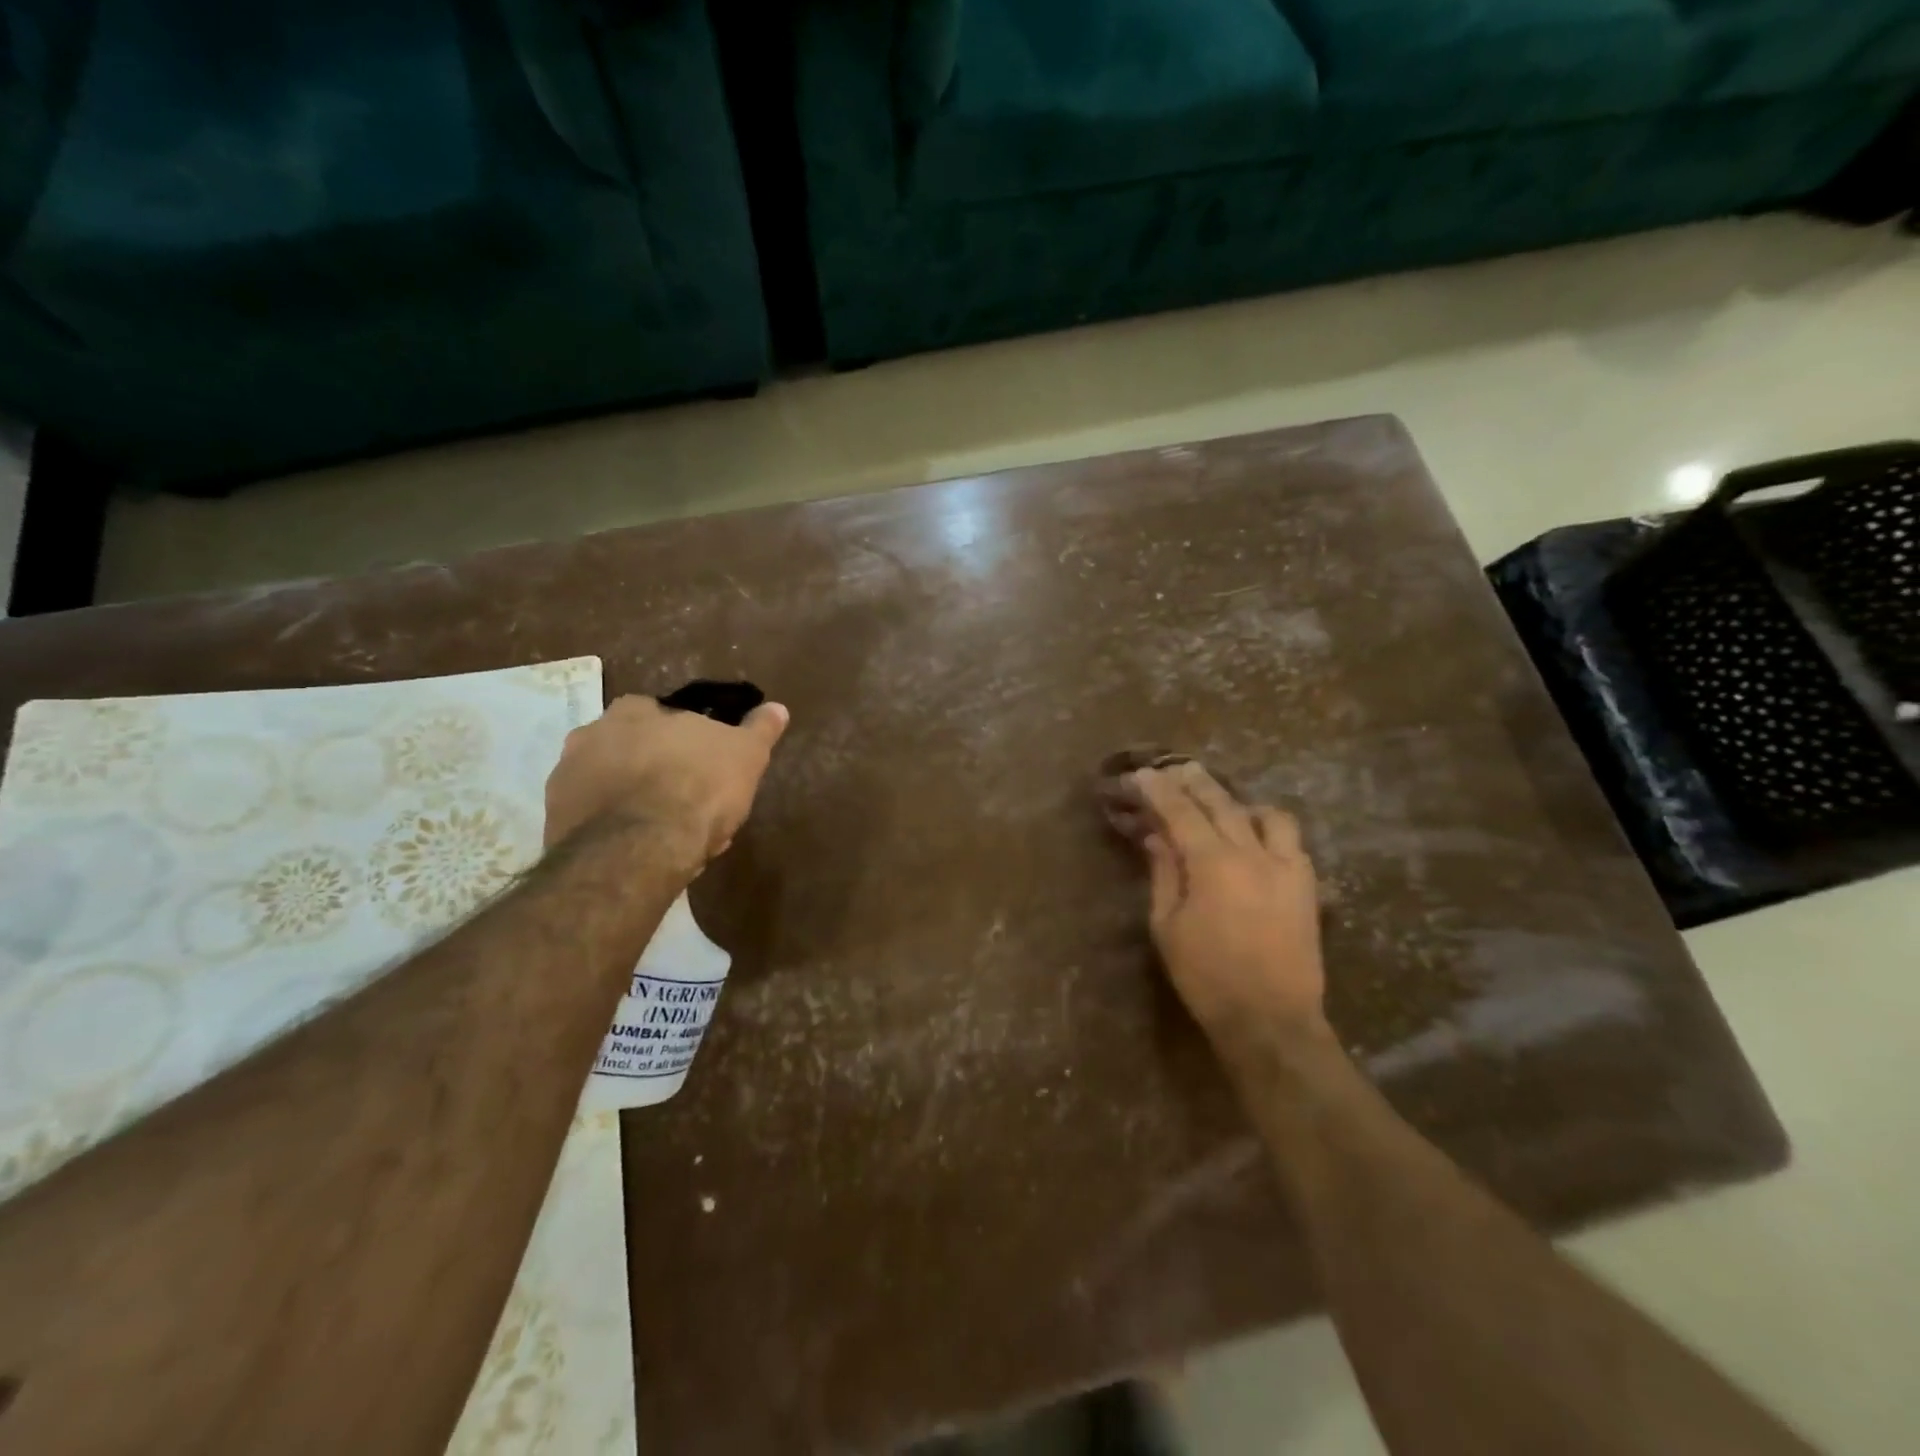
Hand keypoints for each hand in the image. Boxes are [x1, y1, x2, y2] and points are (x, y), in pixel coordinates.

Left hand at [544, 694, 788, 861]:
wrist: (638, 848)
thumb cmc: (698, 788)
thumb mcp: (745, 755)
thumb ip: (759, 729)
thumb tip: (777, 708)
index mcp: (635, 711)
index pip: (661, 717)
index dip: (685, 743)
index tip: (705, 769)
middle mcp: (590, 733)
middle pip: (632, 750)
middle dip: (657, 772)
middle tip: (687, 805)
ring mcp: (566, 777)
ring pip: (612, 786)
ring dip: (633, 801)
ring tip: (666, 834)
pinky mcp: (554, 820)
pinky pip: (594, 819)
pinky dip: (614, 829)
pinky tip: (640, 850)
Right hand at [1099, 754, 1326, 1044]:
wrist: (1270, 1020)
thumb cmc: (1206, 977)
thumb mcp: (1167, 926)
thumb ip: (1163, 874)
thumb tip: (1156, 838)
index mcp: (1213, 864)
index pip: (1180, 812)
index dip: (1158, 790)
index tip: (1141, 775)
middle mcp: (1254, 854)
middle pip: (1222, 803)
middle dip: (1195, 782)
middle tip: (1176, 769)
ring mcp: (1287, 867)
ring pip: (1267, 815)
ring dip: (1239, 802)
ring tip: (1221, 806)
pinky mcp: (1307, 886)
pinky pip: (1290, 841)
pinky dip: (1268, 828)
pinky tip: (1255, 838)